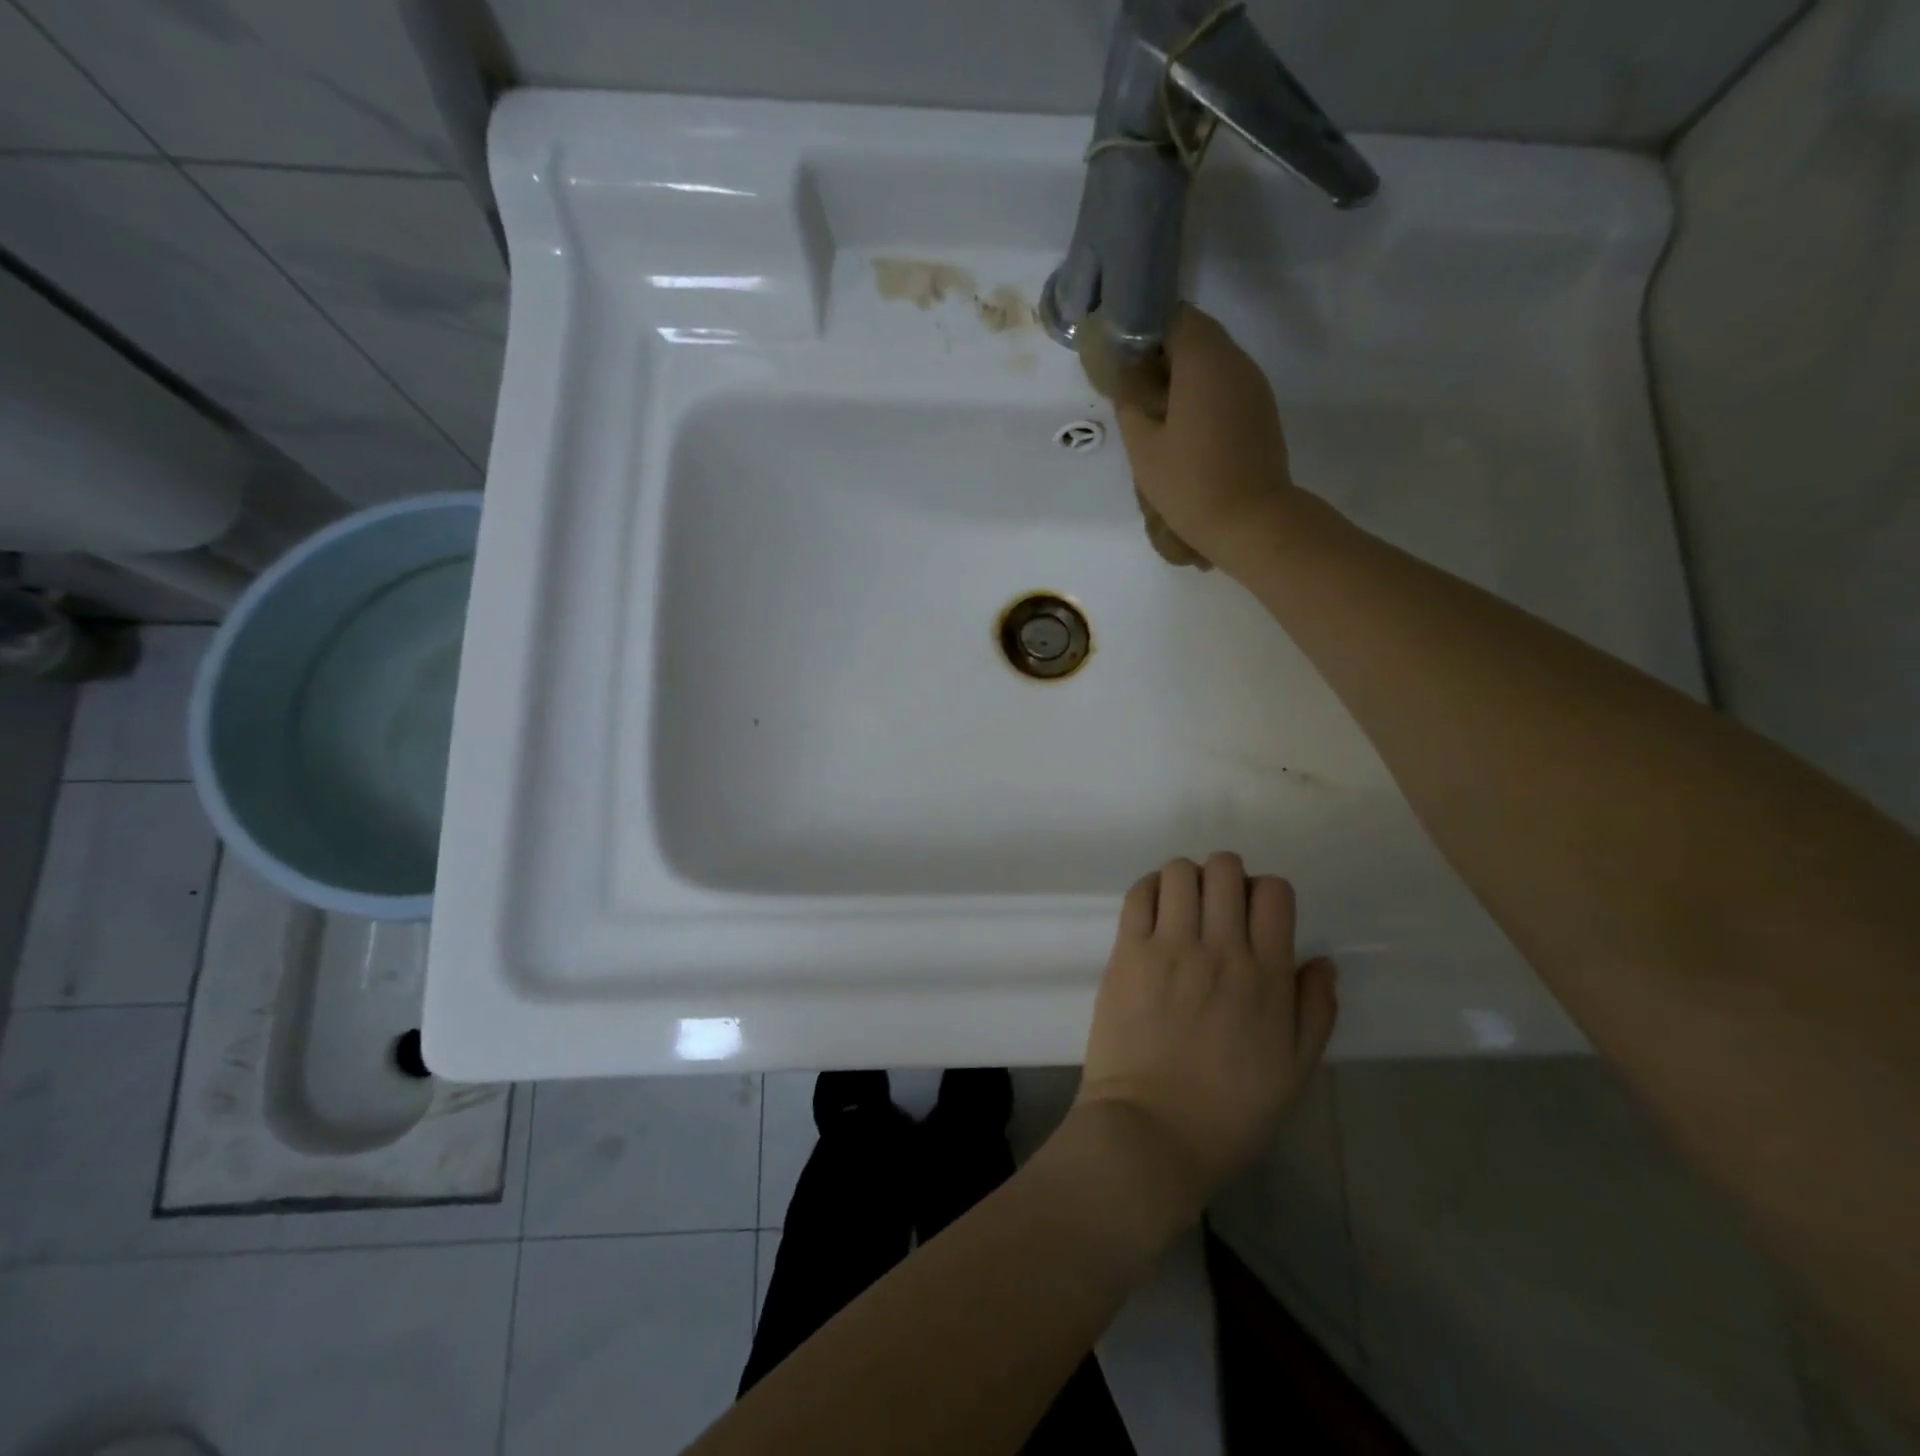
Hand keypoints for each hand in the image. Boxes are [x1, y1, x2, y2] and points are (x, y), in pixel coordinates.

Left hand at [1074, 853, 1336, 1216]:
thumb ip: (1315, 1010)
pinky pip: (1140, 894)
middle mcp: (1220, 949)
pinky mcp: (1127, 953)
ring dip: (1187, 879)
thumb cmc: (1229, 1111)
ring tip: (1184, 908)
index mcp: (1266, 976)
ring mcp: (1169, 947)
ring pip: (1180, 871)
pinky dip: (1151, 889)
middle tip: (1218, 908)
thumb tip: (1321, 960)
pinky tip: (1155, 911)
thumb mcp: (1294, 1071)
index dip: (1266, 894)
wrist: (1152, 1132)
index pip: (1274, 893)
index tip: (1255, 917)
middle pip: (1225, 868)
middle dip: (1227, 876)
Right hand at [1115, 306, 1297, 570]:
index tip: (1121, 349)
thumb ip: (1130, 403)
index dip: (1144, 324)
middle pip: (1197, 335)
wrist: (1252, 522)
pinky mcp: (1261, 410)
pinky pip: (1227, 384)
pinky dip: (1202, 390)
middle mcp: (1236, 362)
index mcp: (1204, 361)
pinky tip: (1182, 423)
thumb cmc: (1191, 484)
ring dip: (1183, 372)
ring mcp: (1254, 386)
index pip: (1175, 316)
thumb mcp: (1143, 448)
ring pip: (1214, 360)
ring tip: (1154, 405)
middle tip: (1132, 380)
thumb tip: (1127, 377)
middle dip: (1162, 349)